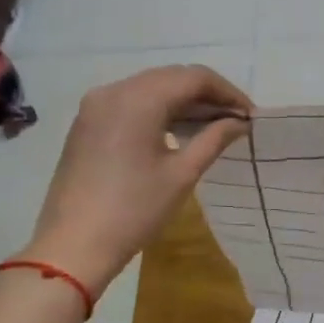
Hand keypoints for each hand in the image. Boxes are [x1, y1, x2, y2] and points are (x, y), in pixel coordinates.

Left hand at [15, 64, 252, 295]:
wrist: (73, 245)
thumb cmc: (134, 211)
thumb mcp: (182, 174)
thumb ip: (214, 138)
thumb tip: (240, 122)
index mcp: (139, 100)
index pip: (194, 77)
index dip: (227, 92)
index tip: (250, 115)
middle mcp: (114, 91)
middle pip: (171, 77)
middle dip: (207, 94)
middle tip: (235, 120)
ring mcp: (96, 105)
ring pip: (151, 87)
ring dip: (184, 101)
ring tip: (212, 126)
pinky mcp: (87, 122)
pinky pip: (131, 102)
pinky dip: (159, 109)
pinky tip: (178, 131)